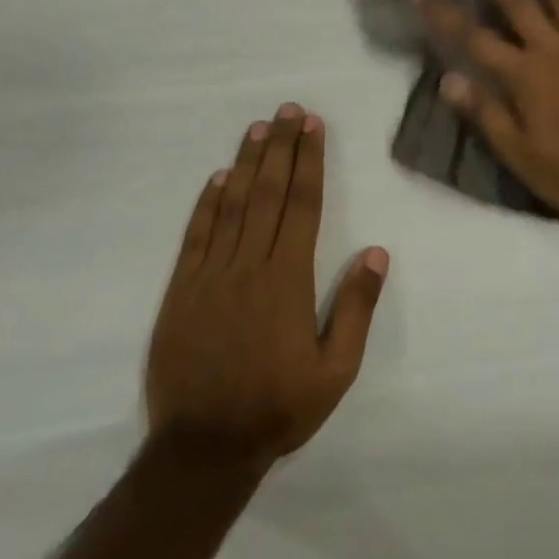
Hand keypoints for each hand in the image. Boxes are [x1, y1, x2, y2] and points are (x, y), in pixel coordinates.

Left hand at [145, 105, 388, 475]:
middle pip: (267, 194)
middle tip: (288, 110)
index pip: (301, 206)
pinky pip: (196, 236)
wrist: (202, 448)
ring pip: (232, 206)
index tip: (313, 127)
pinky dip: (206, 204)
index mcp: (288, 280)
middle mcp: (249, 265)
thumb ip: (355, 309)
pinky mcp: (181, 290)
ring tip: (258, 128)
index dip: (308, 162)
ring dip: (246, 164)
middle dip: (280, 147)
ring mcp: (210, 275)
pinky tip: (217, 179)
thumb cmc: (278, 408)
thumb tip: (377, 253)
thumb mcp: (335, 371)